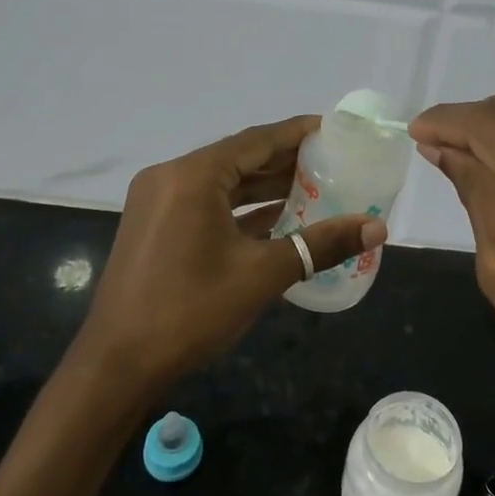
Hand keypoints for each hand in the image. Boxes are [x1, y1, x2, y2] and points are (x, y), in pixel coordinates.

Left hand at [75, 116, 386, 388]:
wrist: (117, 364)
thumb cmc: (190, 310)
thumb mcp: (262, 274)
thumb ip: (321, 244)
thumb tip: (377, 229)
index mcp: (193, 175)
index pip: (256, 140)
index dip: (297, 134)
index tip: (333, 131)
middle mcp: (171, 177)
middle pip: (239, 158)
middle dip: (285, 161)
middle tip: (333, 163)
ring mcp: (158, 201)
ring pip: (223, 183)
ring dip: (264, 186)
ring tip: (314, 187)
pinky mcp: (155, 226)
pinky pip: (206, 204)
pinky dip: (240, 209)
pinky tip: (277, 217)